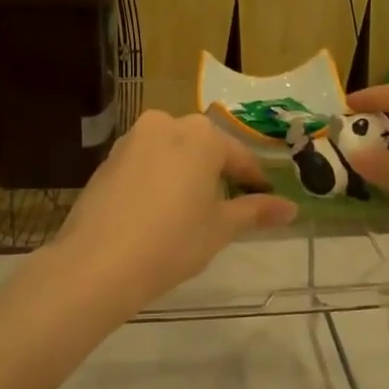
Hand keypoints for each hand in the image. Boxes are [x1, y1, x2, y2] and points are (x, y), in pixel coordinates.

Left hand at [50, 112, 295, 315]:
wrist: (97, 264)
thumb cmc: (172, 242)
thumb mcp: (221, 228)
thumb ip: (256, 211)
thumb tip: (291, 208)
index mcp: (200, 135)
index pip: (239, 156)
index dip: (254, 181)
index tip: (264, 201)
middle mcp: (165, 124)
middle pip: (203, 148)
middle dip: (217, 173)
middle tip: (226, 207)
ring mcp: (131, 140)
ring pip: (171, 153)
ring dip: (185, 174)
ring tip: (191, 210)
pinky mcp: (107, 160)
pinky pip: (145, 164)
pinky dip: (157, 180)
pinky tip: (157, 212)